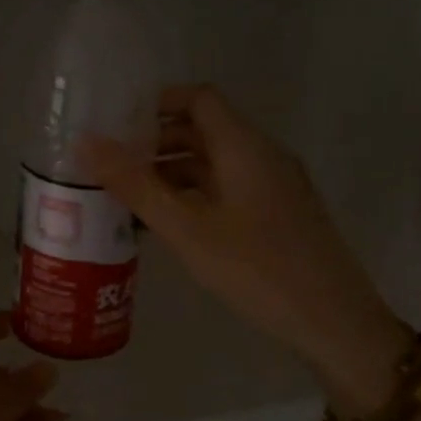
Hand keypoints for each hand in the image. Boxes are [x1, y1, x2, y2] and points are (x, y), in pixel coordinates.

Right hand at [80, 84, 406, 412]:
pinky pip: (227, 190)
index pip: (199, 98)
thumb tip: (86, 143)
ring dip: (171, 173)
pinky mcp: (277, 215)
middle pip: (204, 129)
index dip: (157, 103)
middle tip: (111, 164)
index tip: (116, 123)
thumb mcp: (187, 228)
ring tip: (127, 197)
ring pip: (214, 164)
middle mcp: (262, 156)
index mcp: (244, 146)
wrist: (334, 322)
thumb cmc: (256, 269)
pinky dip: (193, 196)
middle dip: (156, 142)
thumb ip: (136, 185)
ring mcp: (273, 187)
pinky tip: (165, 225)